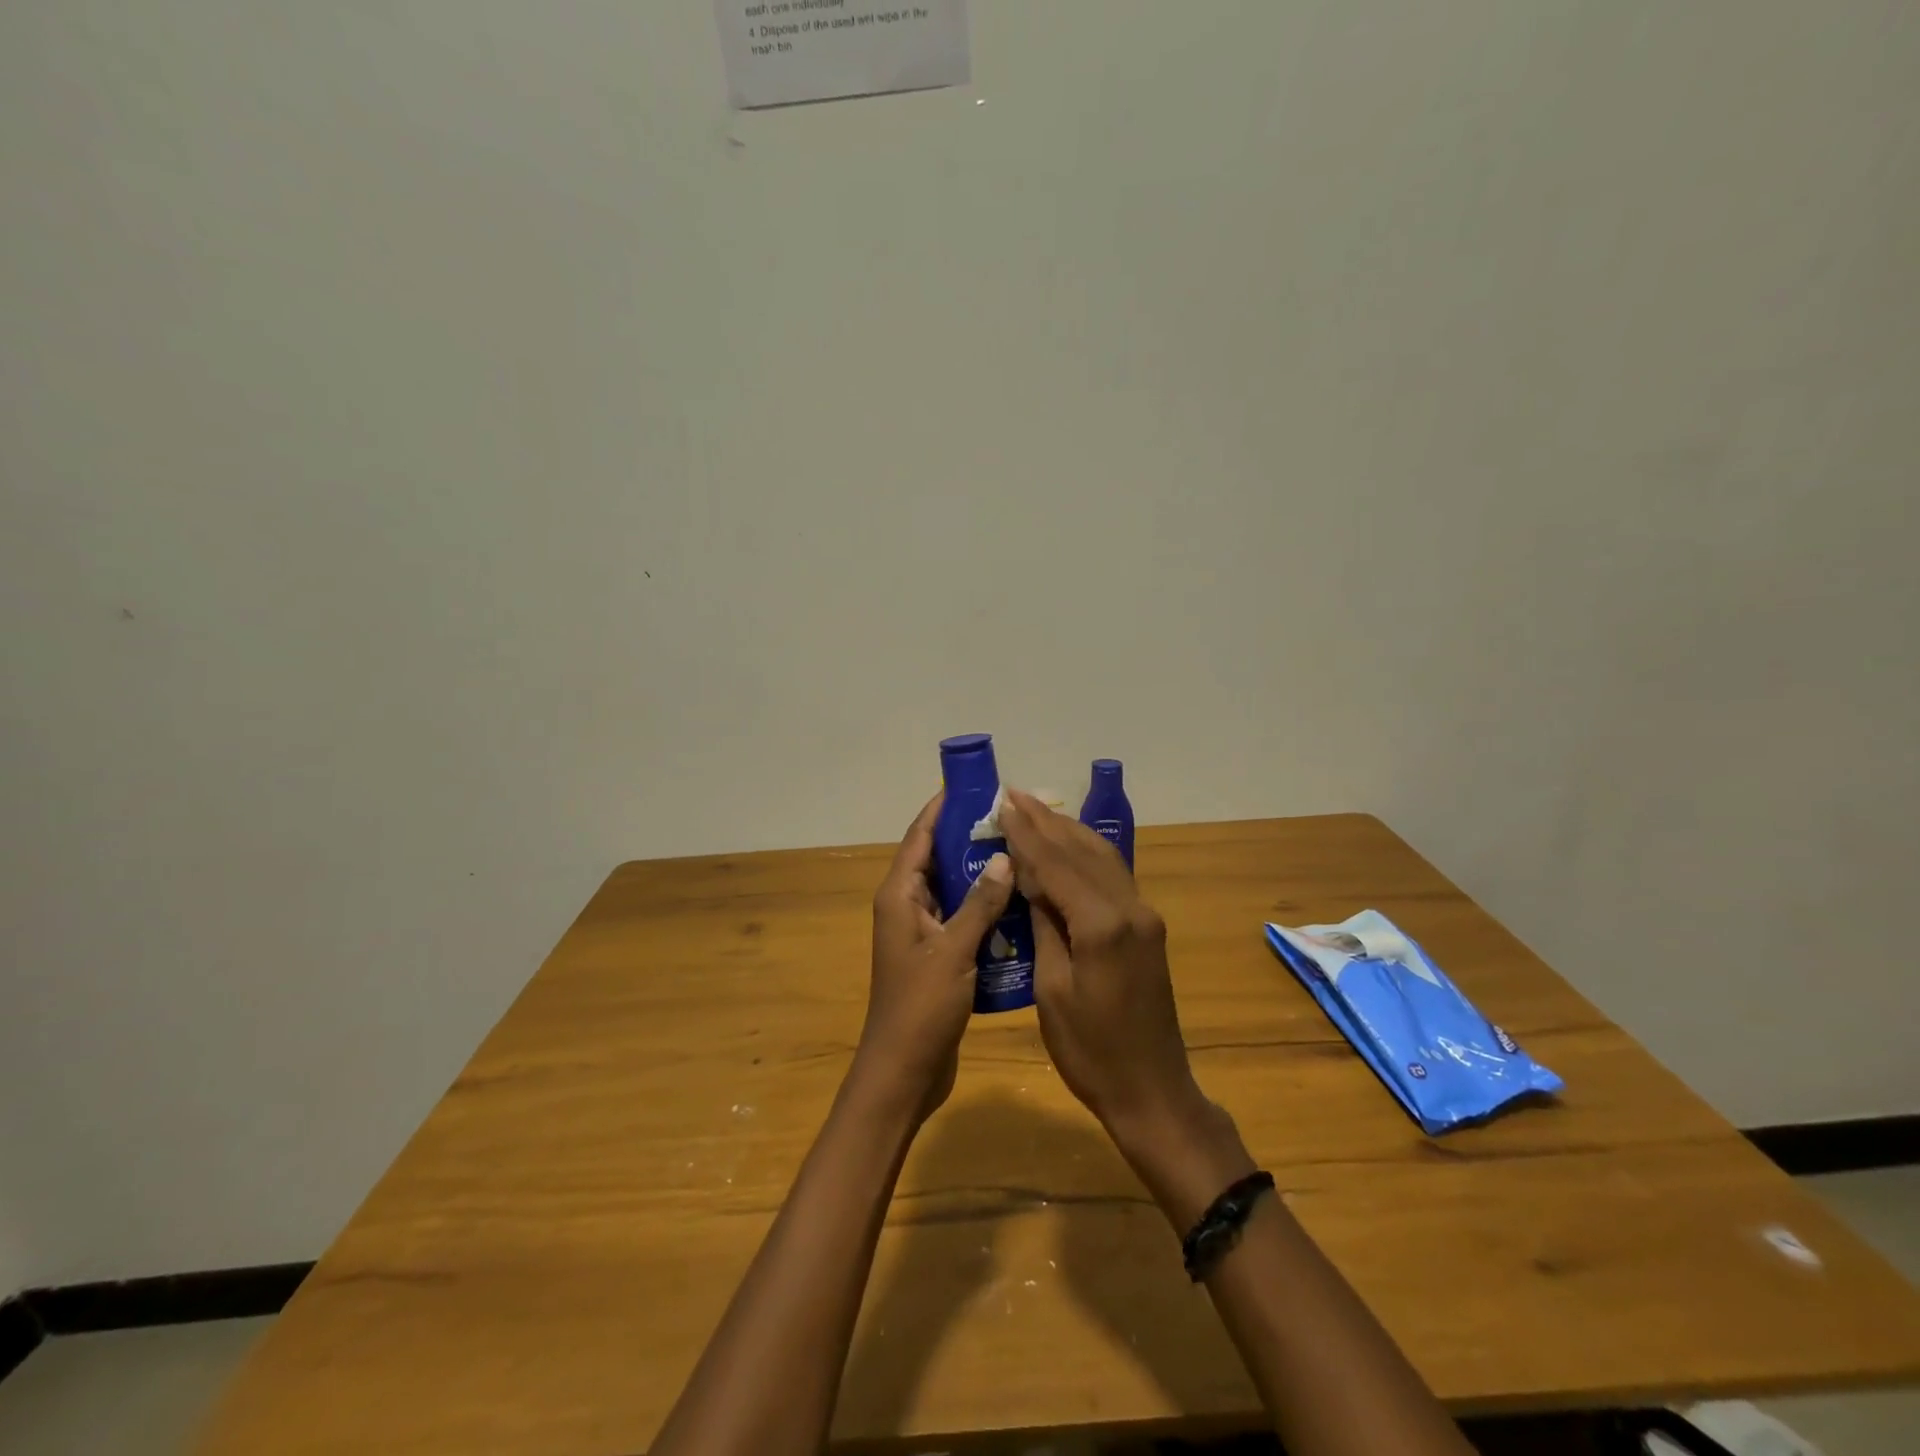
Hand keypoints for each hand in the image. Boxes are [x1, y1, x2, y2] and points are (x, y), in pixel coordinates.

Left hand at [857, 794, 1014, 1121]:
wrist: (903, 1072)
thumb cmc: (921, 1008)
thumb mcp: (954, 951)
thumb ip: (980, 903)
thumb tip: (1003, 857)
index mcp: (899, 896)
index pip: (919, 836)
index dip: (943, 808)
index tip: (975, 786)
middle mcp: (907, 906)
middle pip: (937, 858)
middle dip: (970, 837)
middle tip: (1013, 820)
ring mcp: (922, 932)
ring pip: (954, 888)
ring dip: (981, 873)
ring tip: (1024, 852)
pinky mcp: (939, 954)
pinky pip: (963, 917)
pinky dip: (986, 906)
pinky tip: (1020, 901)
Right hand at [998, 788, 1208, 1140]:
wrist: (1152, 1090)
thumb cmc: (1091, 1052)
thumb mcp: (1052, 990)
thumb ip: (1045, 926)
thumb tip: (1031, 880)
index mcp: (1102, 925)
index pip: (1057, 864)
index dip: (1027, 834)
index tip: (1002, 805)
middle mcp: (1130, 908)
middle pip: (1082, 851)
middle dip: (1046, 821)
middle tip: (1014, 795)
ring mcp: (1144, 916)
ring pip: (1102, 857)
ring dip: (1068, 831)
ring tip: (1035, 810)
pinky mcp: (1147, 927)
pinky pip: (1113, 876)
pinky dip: (1086, 854)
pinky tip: (1067, 846)